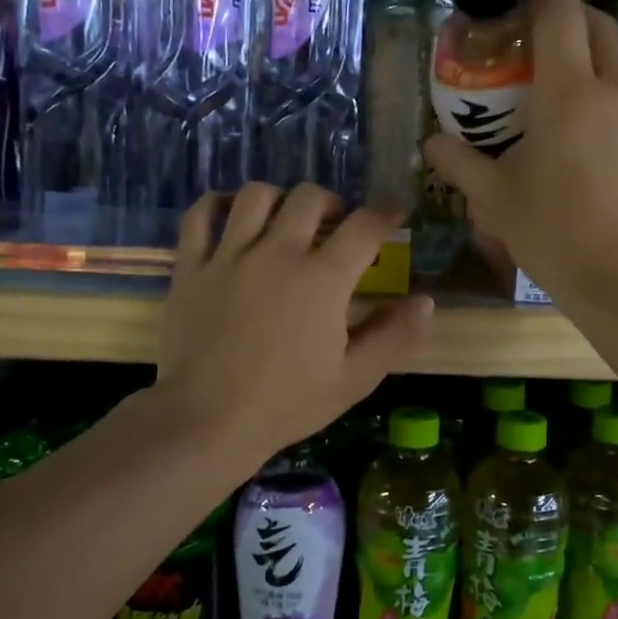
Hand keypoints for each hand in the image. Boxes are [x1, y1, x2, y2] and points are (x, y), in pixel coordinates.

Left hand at [153, 184, 432, 470]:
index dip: (386, 214)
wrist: (207, 422)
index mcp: (322, 279)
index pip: (364, 226)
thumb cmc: (286, 404)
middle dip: (333, 203)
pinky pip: (200, 216)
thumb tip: (426, 300)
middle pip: (309, 198)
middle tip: (337, 224)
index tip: (393, 214)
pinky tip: (229, 215)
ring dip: (279, 199)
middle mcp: (277, 254)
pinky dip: (215, 205)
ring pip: (255, 196)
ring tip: (285, 220)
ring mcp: (229, 256)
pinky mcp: (191, 268)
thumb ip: (394, 336)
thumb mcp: (355, 379)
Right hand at [425, 0, 617, 304]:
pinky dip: (605, 93)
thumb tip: (432, 144)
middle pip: (600, 28)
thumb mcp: (495, 199)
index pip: (561, 17)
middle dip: (573, 12)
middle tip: (539, 24)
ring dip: (591, 55)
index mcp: (570, 95)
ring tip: (558, 80)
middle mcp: (614, 93)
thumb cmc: (555, 233)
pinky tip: (584, 129)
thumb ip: (461, 164)